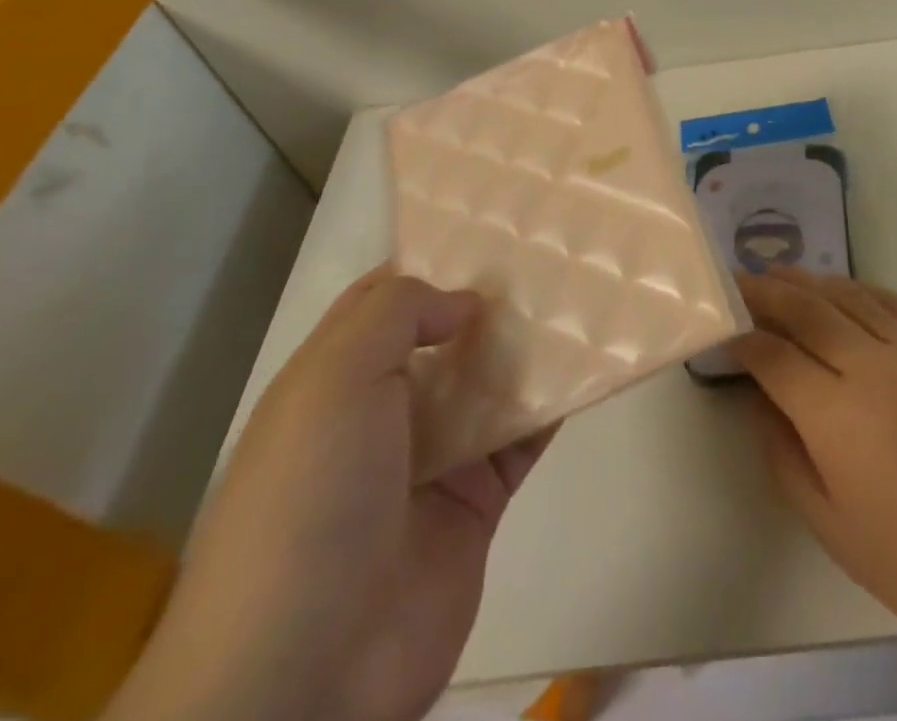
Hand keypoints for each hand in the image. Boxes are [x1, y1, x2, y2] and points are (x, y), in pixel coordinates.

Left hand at [107, 268, 554, 720]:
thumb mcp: (334, 379)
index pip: (384, 300)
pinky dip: (553, 402)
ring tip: (583, 292)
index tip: (489, 226)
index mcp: (335, 380)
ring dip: (528, 345)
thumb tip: (465, 302)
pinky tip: (591, 363)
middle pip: (446, 336)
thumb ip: (398, 314)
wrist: (305, 672)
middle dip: (491, 298)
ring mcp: (433, 458)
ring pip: (489, 382)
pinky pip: (522, 437)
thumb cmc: (310, 498)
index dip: (432, 259)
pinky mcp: (477, 501)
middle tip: (552, 251)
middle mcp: (384, 412)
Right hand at [735, 270, 896, 720]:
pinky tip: (845, 288)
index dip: (742, 339)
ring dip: (809, 281)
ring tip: (782, 274)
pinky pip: (893, 302)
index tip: (723, 331)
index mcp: (833, 412)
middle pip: (805, 310)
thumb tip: (758, 402)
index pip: (773, 355)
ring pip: (848, 295)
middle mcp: (868, 365)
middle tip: (739, 280)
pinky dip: (861, 288)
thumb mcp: (829, 523)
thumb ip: (782, 454)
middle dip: (766, 292)